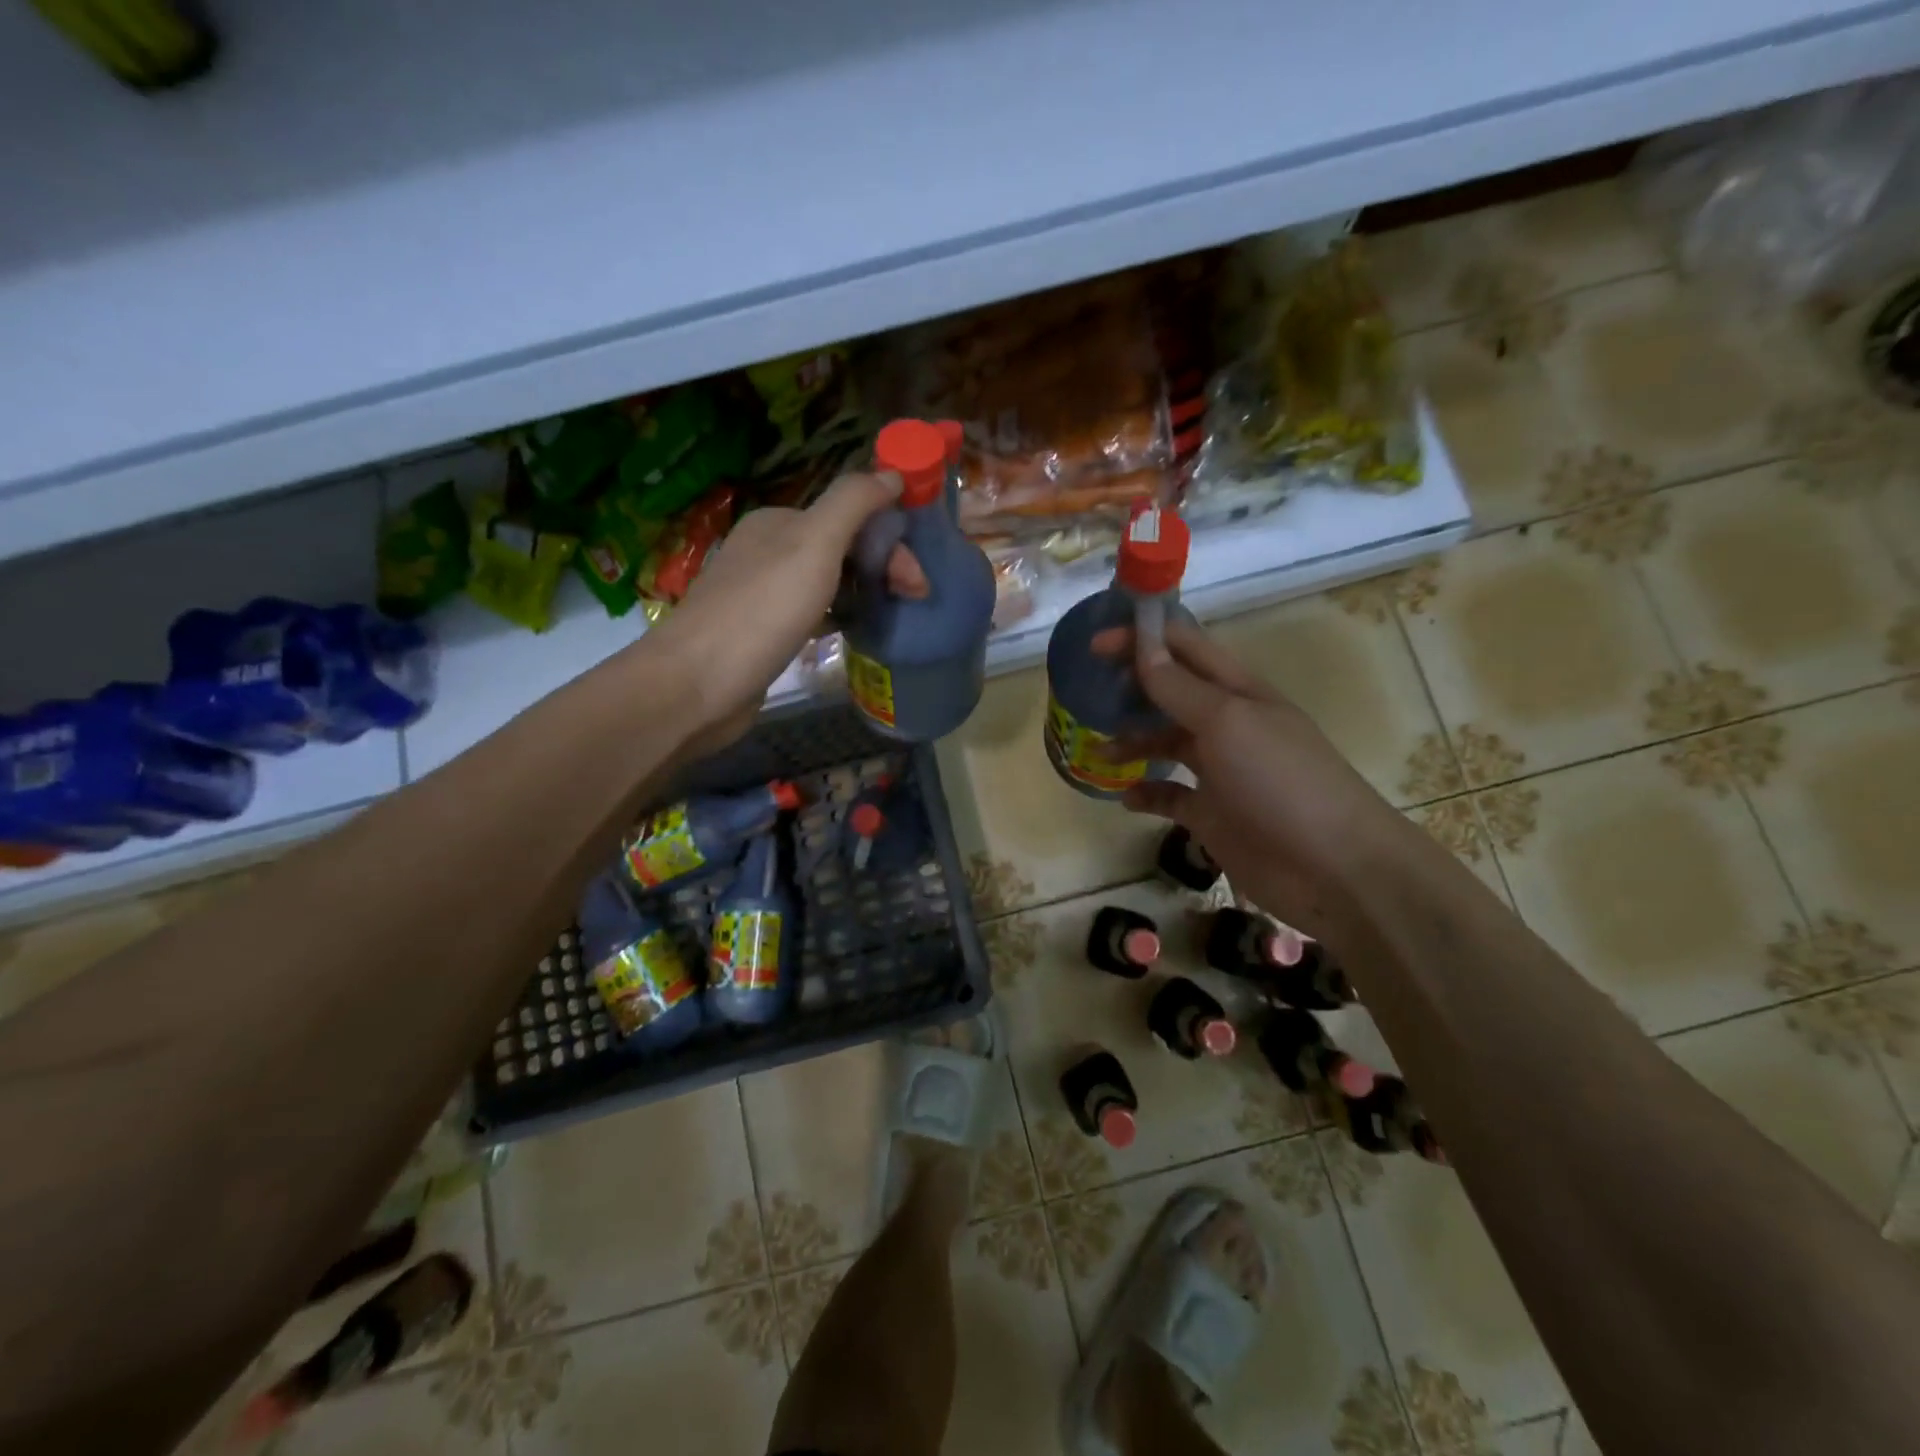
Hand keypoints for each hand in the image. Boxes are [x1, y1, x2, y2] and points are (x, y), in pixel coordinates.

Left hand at [648, 472, 927, 741]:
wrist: (698, 684)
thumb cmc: (762, 611)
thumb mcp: (813, 545)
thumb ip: (853, 504)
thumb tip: (892, 473)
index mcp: (780, 522)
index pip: (850, 517)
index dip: (890, 541)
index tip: (919, 581)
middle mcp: (770, 551)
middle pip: (842, 549)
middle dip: (883, 568)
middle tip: (914, 600)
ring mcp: (764, 594)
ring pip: (830, 583)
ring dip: (866, 593)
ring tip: (894, 617)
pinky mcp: (764, 634)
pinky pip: (814, 615)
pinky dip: (839, 617)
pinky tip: (856, 633)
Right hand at [1103, 620, 1413, 939]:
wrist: (1331, 868)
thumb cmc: (1280, 781)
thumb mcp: (1226, 722)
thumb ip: (1179, 688)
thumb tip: (1142, 647)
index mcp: (1237, 691)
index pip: (1185, 648)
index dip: (1143, 638)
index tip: (1096, 644)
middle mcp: (1227, 725)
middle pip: (1171, 692)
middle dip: (1133, 687)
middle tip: (1088, 692)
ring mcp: (1220, 771)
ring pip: (1166, 742)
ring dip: (1133, 739)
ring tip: (1100, 751)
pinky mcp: (1212, 814)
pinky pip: (1169, 796)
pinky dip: (1145, 792)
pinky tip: (1126, 797)